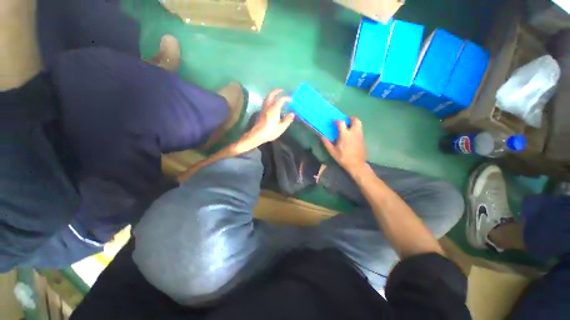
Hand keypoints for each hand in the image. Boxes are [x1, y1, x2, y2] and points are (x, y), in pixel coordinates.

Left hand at [245, 88, 294, 144]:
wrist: (257, 135)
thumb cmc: (270, 131)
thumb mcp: (281, 128)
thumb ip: (287, 120)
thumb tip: (292, 114)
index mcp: (274, 109)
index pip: (280, 100)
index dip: (286, 98)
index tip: (291, 99)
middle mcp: (268, 107)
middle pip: (271, 95)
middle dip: (276, 91)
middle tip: (282, 90)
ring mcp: (263, 109)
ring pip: (267, 98)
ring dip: (272, 94)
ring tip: (277, 95)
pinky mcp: (261, 112)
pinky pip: (266, 102)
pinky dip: (270, 99)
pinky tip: (272, 103)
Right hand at [321, 117, 367, 175]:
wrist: (356, 164)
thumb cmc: (343, 158)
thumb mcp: (332, 152)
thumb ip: (327, 143)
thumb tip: (322, 137)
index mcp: (345, 135)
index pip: (341, 123)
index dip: (337, 120)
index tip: (334, 122)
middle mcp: (354, 133)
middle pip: (355, 120)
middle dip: (351, 118)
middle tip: (345, 120)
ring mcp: (360, 135)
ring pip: (360, 124)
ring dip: (354, 123)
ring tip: (348, 126)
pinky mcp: (362, 139)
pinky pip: (360, 130)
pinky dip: (356, 128)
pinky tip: (351, 134)